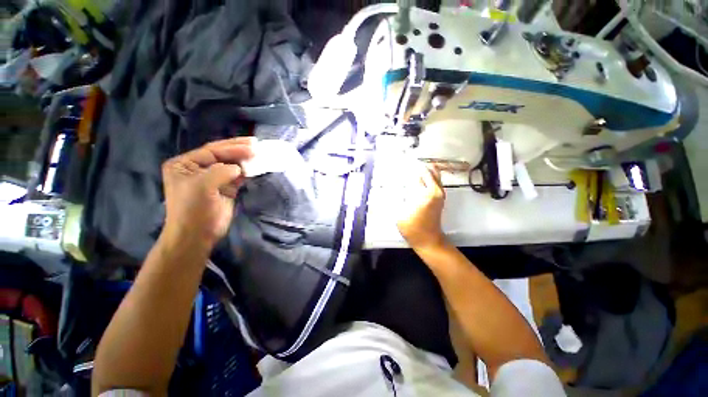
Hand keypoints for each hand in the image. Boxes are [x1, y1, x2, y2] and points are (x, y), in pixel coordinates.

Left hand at [161, 137, 253, 251]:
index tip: (252, 146)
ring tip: (259, 153)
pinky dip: (247, 171)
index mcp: (185, 164)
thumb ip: (221, 171)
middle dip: (238, 149)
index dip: (232, 147)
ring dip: (245, 160)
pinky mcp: (225, 188)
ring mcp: (213, 179)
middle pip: (221, 155)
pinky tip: (255, 166)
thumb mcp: (202, 186)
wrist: (197, 235)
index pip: (212, 151)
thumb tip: (239, 168)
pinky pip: (238, 176)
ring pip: (231, 165)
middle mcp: (198, 169)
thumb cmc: (193, 210)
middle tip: (256, 143)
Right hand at [397, 162, 446, 249]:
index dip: (410, 166)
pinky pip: (436, 181)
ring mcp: (439, 194)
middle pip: (429, 171)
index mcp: (425, 193)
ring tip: (412, 166)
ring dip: (425, 169)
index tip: (402, 160)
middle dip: (419, 165)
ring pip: (435, 175)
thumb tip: (395, 186)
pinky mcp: (440, 198)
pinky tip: (419, 176)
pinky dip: (429, 176)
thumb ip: (398, 198)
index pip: (418, 174)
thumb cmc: (413, 228)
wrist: (429, 240)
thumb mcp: (400, 213)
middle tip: (407, 161)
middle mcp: (435, 190)